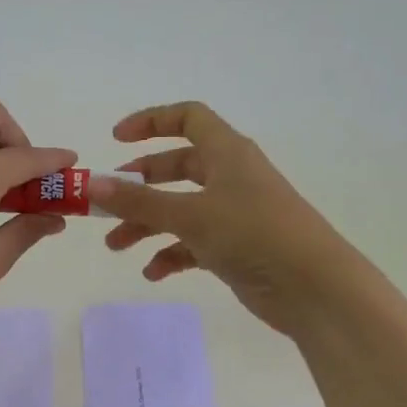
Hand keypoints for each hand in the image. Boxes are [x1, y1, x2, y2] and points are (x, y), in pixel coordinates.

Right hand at [92, 101, 372, 335]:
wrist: (315, 288)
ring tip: (116, 247)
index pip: (187, 118)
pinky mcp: (237, 248)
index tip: (115, 140)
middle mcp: (231, 177)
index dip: (151, 122)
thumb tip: (91, 184)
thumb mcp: (190, 215)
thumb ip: (138, 201)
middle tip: (107, 204)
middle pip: (177, 168)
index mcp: (227, 152)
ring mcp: (235, 213)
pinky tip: (153, 273)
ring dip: (147, 225)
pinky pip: (194, 243)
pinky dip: (171, 254)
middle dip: (139, 185)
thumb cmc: (254, 234)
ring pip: (180, 209)